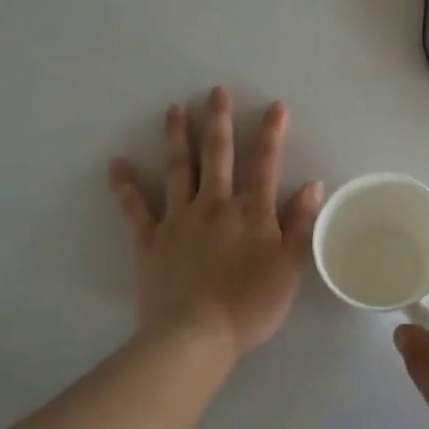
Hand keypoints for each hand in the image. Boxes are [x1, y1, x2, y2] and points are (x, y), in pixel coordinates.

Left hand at [109, 87, 322, 362]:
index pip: (264, 162)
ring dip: (177, 136)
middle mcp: (215, 204)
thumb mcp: (290, 268)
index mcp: (251, 211)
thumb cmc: (249, 305)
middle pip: (217, 154)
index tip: (274, 105)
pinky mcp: (150, 240)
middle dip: (218, 120)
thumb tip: (312, 185)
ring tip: (174, 108)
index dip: (270, 132)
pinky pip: (135, 208)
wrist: (194, 338)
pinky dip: (125, 186)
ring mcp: (179, 219)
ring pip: (178, 168)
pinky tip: (115, 164)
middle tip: (215, 90)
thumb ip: (301, 224)